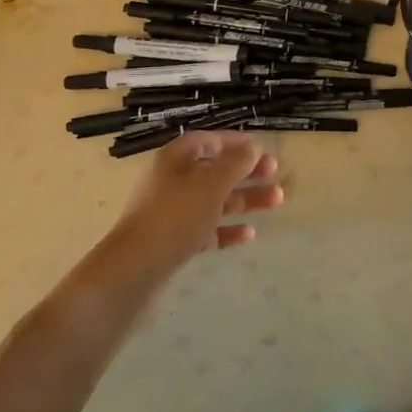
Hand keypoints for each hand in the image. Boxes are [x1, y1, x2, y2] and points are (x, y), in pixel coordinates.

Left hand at [111, 131, 282, 266]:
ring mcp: (172, 214)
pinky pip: (206, 230)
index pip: (207, 141)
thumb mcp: (210, 184)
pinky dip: (227, 230)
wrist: (135, 271)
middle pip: (214, 171)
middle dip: (246, 171)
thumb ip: (235, 164)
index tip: (261, 148)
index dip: (234, 141)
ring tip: (277, 201)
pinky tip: (250, 234)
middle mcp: (171, 182)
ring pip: (214, 200)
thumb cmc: (175, 217)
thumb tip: (252, 147)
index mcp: (175, 159)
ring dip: (244, 199)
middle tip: (275, 173)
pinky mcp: (174, 242)